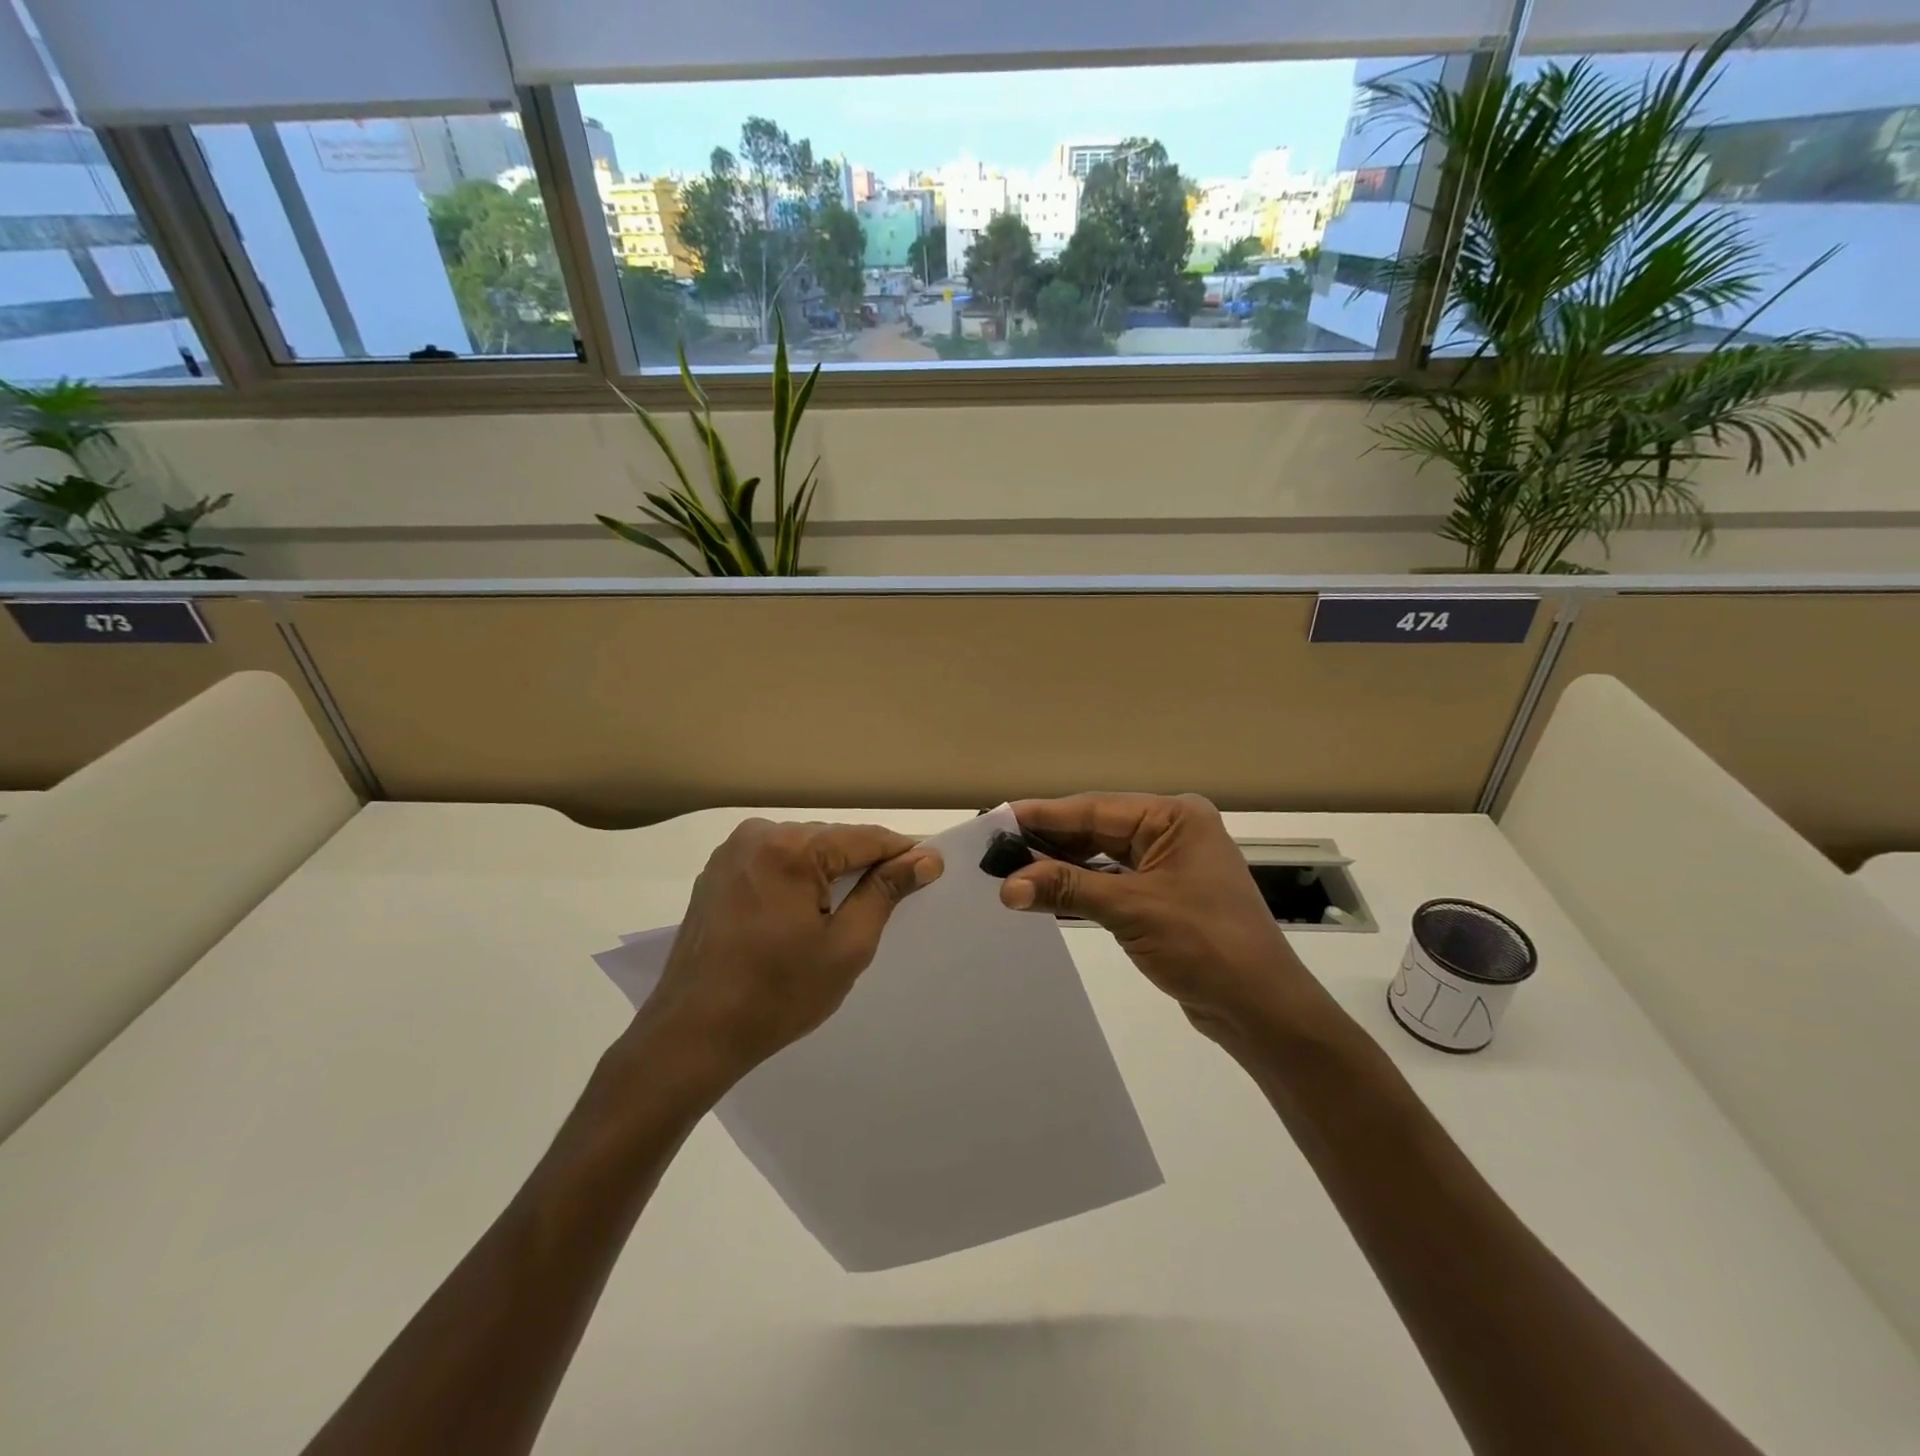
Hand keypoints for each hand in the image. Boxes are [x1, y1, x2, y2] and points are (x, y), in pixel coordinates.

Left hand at [641, 819, 942, 1082]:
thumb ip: (885, 893)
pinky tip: (802, 915)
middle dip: (863, 866)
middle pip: (833, 840)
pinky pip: (775, 862)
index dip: (903, 853)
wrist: (690, 1035)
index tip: (931, 871)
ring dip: (829, 873)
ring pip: (804, 850)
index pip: (866, 837)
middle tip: (889, 904)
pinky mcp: (717, 872)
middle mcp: (759, 834)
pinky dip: (798, 880)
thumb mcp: (846, 947)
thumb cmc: (776, 995)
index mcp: (792, 848)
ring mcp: (733, 851)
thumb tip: (925, 858)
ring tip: (845, 914)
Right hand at [999, 793, 1312, 1042]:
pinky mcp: (1164, 897)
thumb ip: (1068, 888)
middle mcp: (1173, 832)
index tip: (998, 819)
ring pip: (1102, 857)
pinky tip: (1045, 891)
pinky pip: (1113, 882)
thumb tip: (1007, 886)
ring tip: (1010, 869)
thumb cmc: (1204, 945)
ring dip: (1062, 866)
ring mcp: (1169, 865)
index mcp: (1175, 818)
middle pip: (1097, 830)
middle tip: (996, 848)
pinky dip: (1081, 888)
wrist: (1261, 1009)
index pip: (1096, 808)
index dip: (1044, 815)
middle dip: (1049, 842)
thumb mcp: (1132, 910)